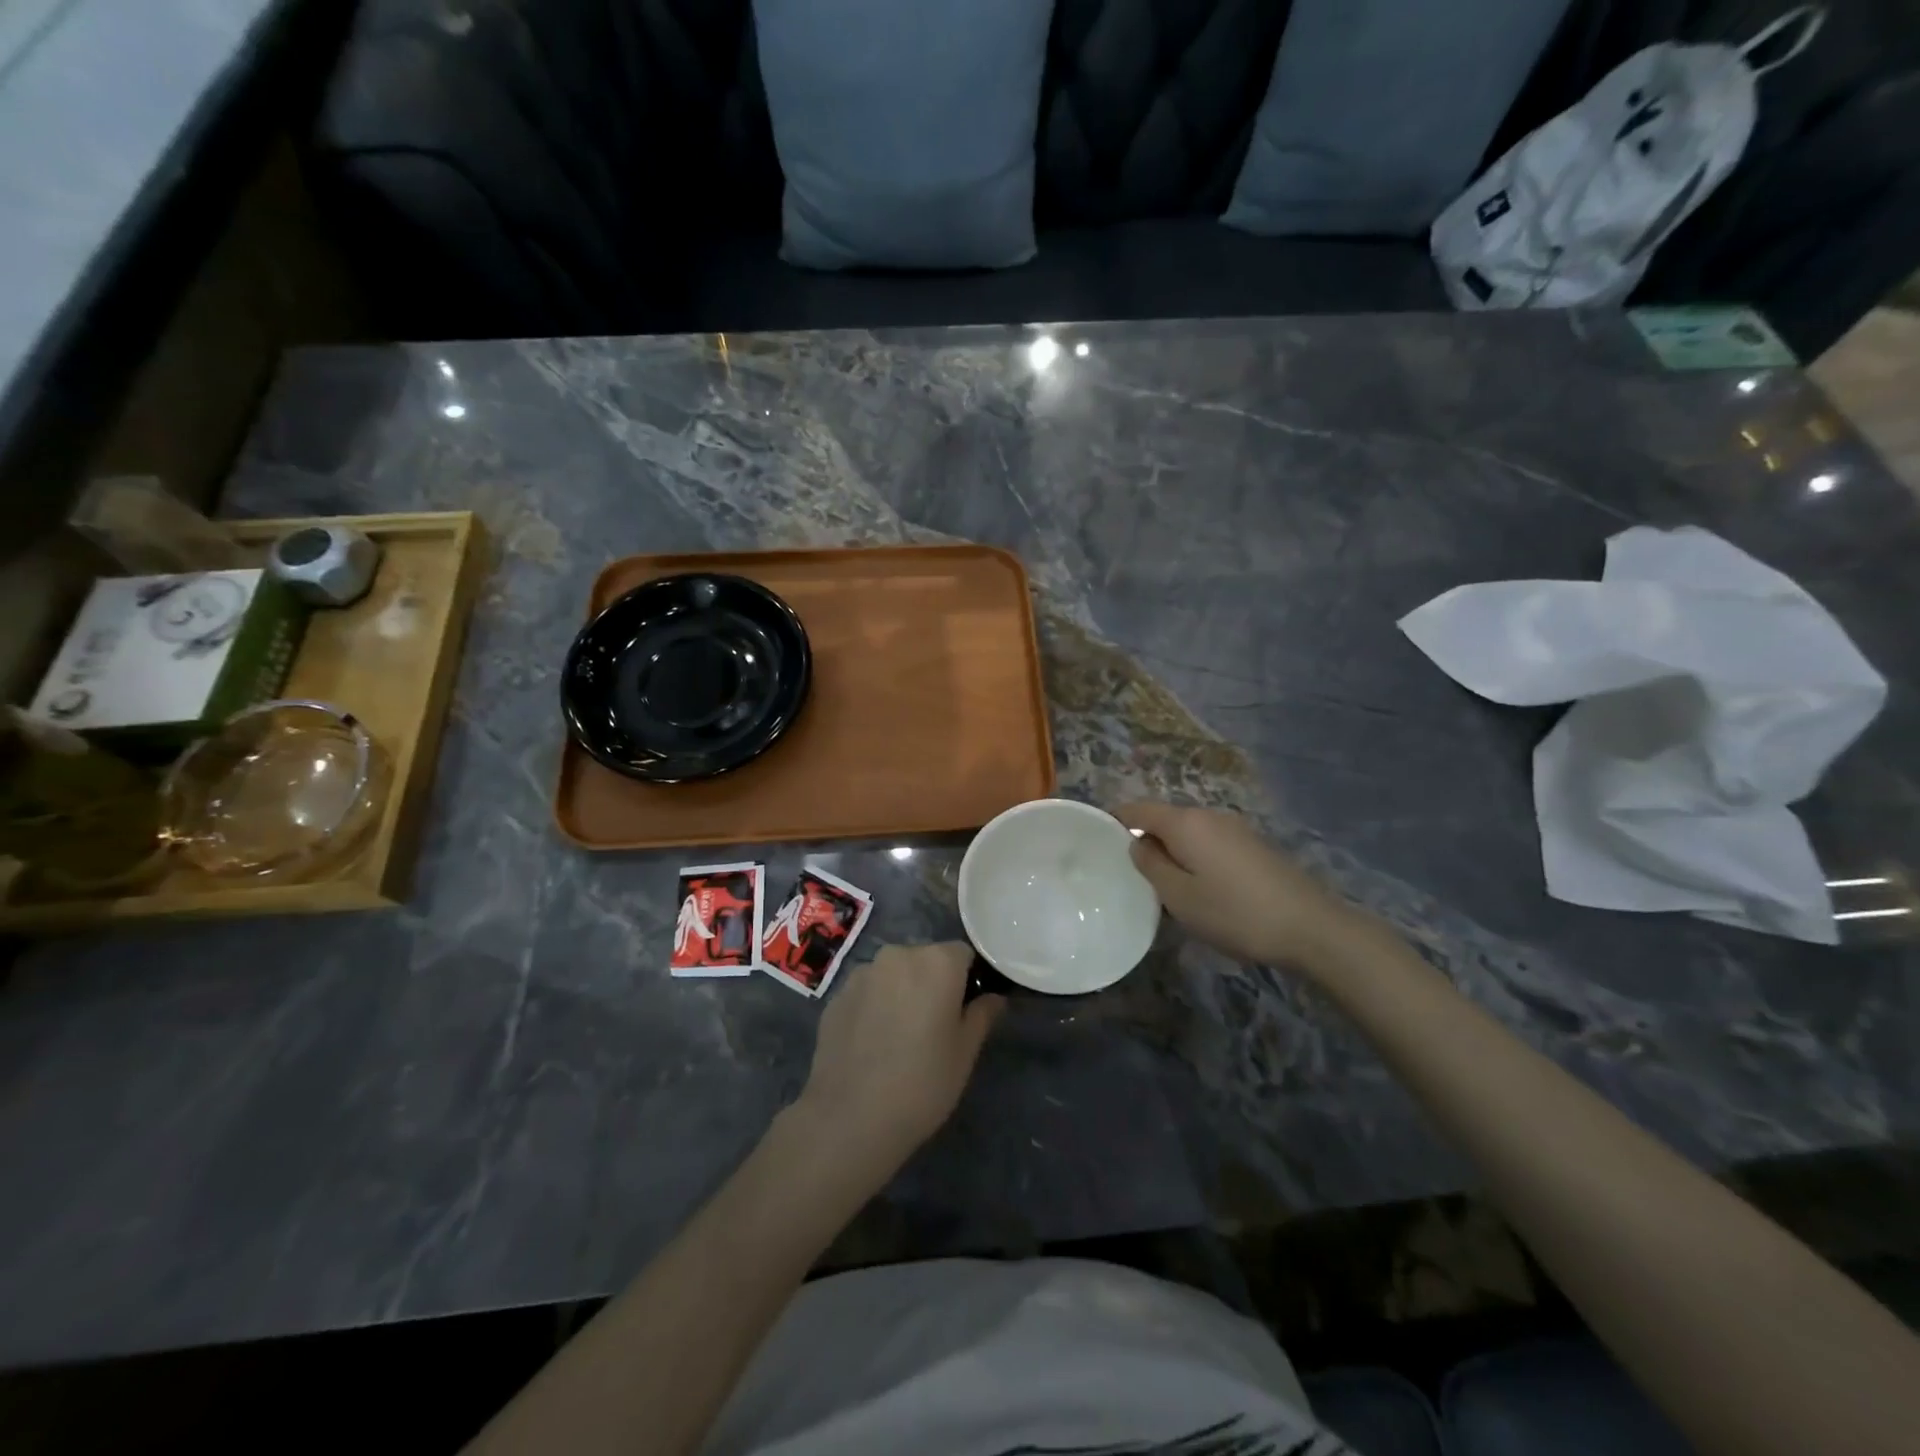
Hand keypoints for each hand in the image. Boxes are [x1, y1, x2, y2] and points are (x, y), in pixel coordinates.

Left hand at [794, 943, 1003, 1169]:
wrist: (849, 1118)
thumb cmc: (922, 1083)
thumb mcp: (965, 1053)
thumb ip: (982, 1015)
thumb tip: (993, 997)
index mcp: (937, 962)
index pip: (963, 954)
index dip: (969, 979)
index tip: (967, 1009)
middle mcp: (898, 955)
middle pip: (925, 960)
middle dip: (933, 983)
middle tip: (935, 1027)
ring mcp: (862, 973)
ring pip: (893, 975)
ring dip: (901, 993)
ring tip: (900, 1038)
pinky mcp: (836, 996)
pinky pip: (867, 992)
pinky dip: (874, 1007)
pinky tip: (873, 1044)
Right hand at [1115, 801, 1365, 970]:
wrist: (1311, 927)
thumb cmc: (1235, 912)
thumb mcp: (1179, 896)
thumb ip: (1150, 865)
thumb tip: (1137, 842)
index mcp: (1186, 822)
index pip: (1138, 808)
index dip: (1115, 820)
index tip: (1098, 843)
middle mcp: (1209, 815)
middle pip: (1165, 819)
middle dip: (1145, 840)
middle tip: (1131, 875)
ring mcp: (1236, 828)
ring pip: (1189, 833)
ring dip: (1172, 852)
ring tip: (1164, 887)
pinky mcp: (1254, 846)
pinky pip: (1210, 844)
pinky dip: (1196, 858)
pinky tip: (1201, 889)